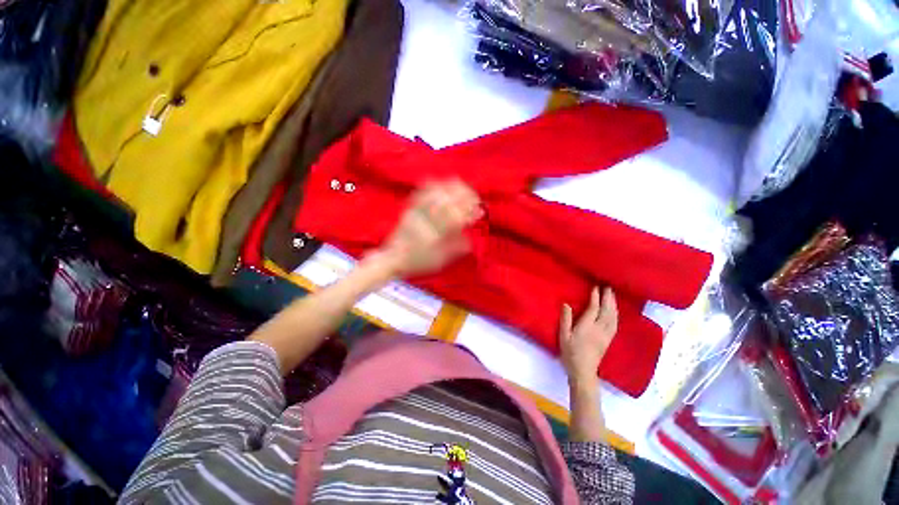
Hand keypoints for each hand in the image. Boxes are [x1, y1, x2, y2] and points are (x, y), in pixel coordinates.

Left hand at [376, 180, 481, 277]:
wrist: (393, 259)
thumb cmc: (419, 263)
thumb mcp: (440, 261)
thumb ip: (456, 248)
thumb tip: (470, 237)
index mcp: (434, 236)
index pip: (454, 218)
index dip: (469, 213)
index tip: (479, 212)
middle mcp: (424, 221)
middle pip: (445, 201)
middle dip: (464, 196)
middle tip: (475, 199)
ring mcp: (415, 213)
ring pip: (434, 193)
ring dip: (451, 187)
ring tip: (463, 188)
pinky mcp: (410, 209)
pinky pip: (421, 191)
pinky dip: (434, 185)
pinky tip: (443, 184)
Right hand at [560, 287, 617, 387]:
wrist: (583, 371)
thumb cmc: (570, 353)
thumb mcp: (563, 335)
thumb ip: (565, 319)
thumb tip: (566, 304)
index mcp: (587, 327)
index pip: (594, 309)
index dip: (596, 297)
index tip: (596, 287)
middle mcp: (599, 329)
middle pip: (607, 311)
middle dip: (608, 298)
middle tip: (608, 287)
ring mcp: (606, 335)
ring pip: (613, 317)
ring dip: (614, 305)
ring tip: (612, 295)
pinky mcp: (609, 340)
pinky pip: (615, 324)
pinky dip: (616, 314)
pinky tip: (615, 311)